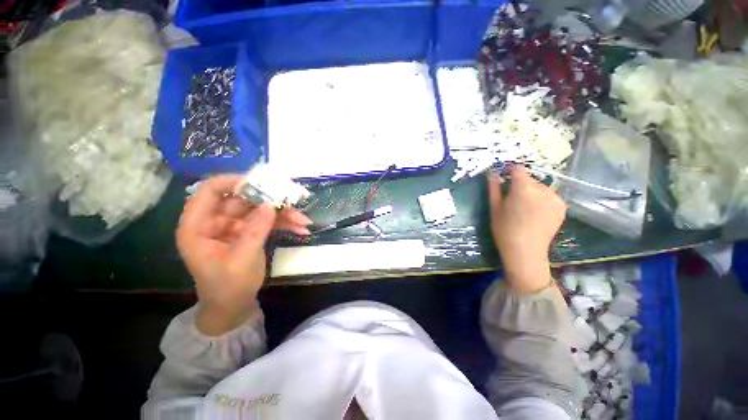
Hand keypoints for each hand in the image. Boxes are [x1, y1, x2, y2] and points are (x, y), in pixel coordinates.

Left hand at [176, 175, 311, 334]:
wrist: (234, 306)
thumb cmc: (228, 287)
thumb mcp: (242, 259)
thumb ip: (255, 230)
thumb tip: (271, 204)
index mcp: (198, 227)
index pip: (210, 191)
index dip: (233, 182)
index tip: (261, 183)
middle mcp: (215, 222)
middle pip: (243, 200)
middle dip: (271, 201)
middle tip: (293, 202)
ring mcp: (234, 226)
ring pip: (260, 210)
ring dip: (284, 214)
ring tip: (304, 221)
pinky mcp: (249, 232)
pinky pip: (268, 221)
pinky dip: (285, 224)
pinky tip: (301, 229)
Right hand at [487, 165, 565, 293]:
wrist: (525, 251)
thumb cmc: (504, 229)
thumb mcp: (494, 207)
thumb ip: (493, 187)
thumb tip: (492, 172)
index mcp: (523, 188)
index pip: (518, 169)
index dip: (510, 170)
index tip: (503, 176)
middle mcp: (543, 189)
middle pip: (529, 178)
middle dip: (520, 184)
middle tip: (511, 198)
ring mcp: (555, 198)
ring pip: (540, 187)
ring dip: (531, 191)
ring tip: (524, 207)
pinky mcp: (562, 207)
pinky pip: (549, 196)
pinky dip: (541, 199)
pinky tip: (535, 212)